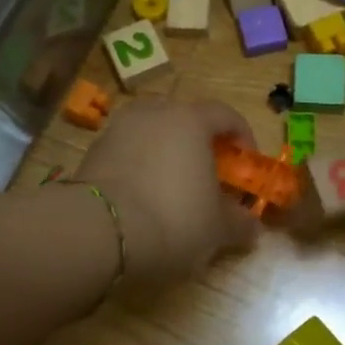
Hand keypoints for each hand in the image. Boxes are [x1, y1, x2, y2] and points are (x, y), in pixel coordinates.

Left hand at [76, 99, 261, 287]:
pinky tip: (143, 199)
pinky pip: (128, 152)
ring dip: (167, 156)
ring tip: (173, 190)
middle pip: (186, 120)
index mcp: (191, 120)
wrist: (99, 231)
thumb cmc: (173, 219)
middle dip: (202, 146)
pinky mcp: (93, 151)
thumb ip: (239, 222)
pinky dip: (140, 168)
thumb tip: (251, 225)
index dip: (242, 137)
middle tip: (210, 178)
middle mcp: (154, 113)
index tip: (246, 165)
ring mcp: (119, 128)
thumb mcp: (217, 229)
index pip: (226, 115)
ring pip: (154, 135)